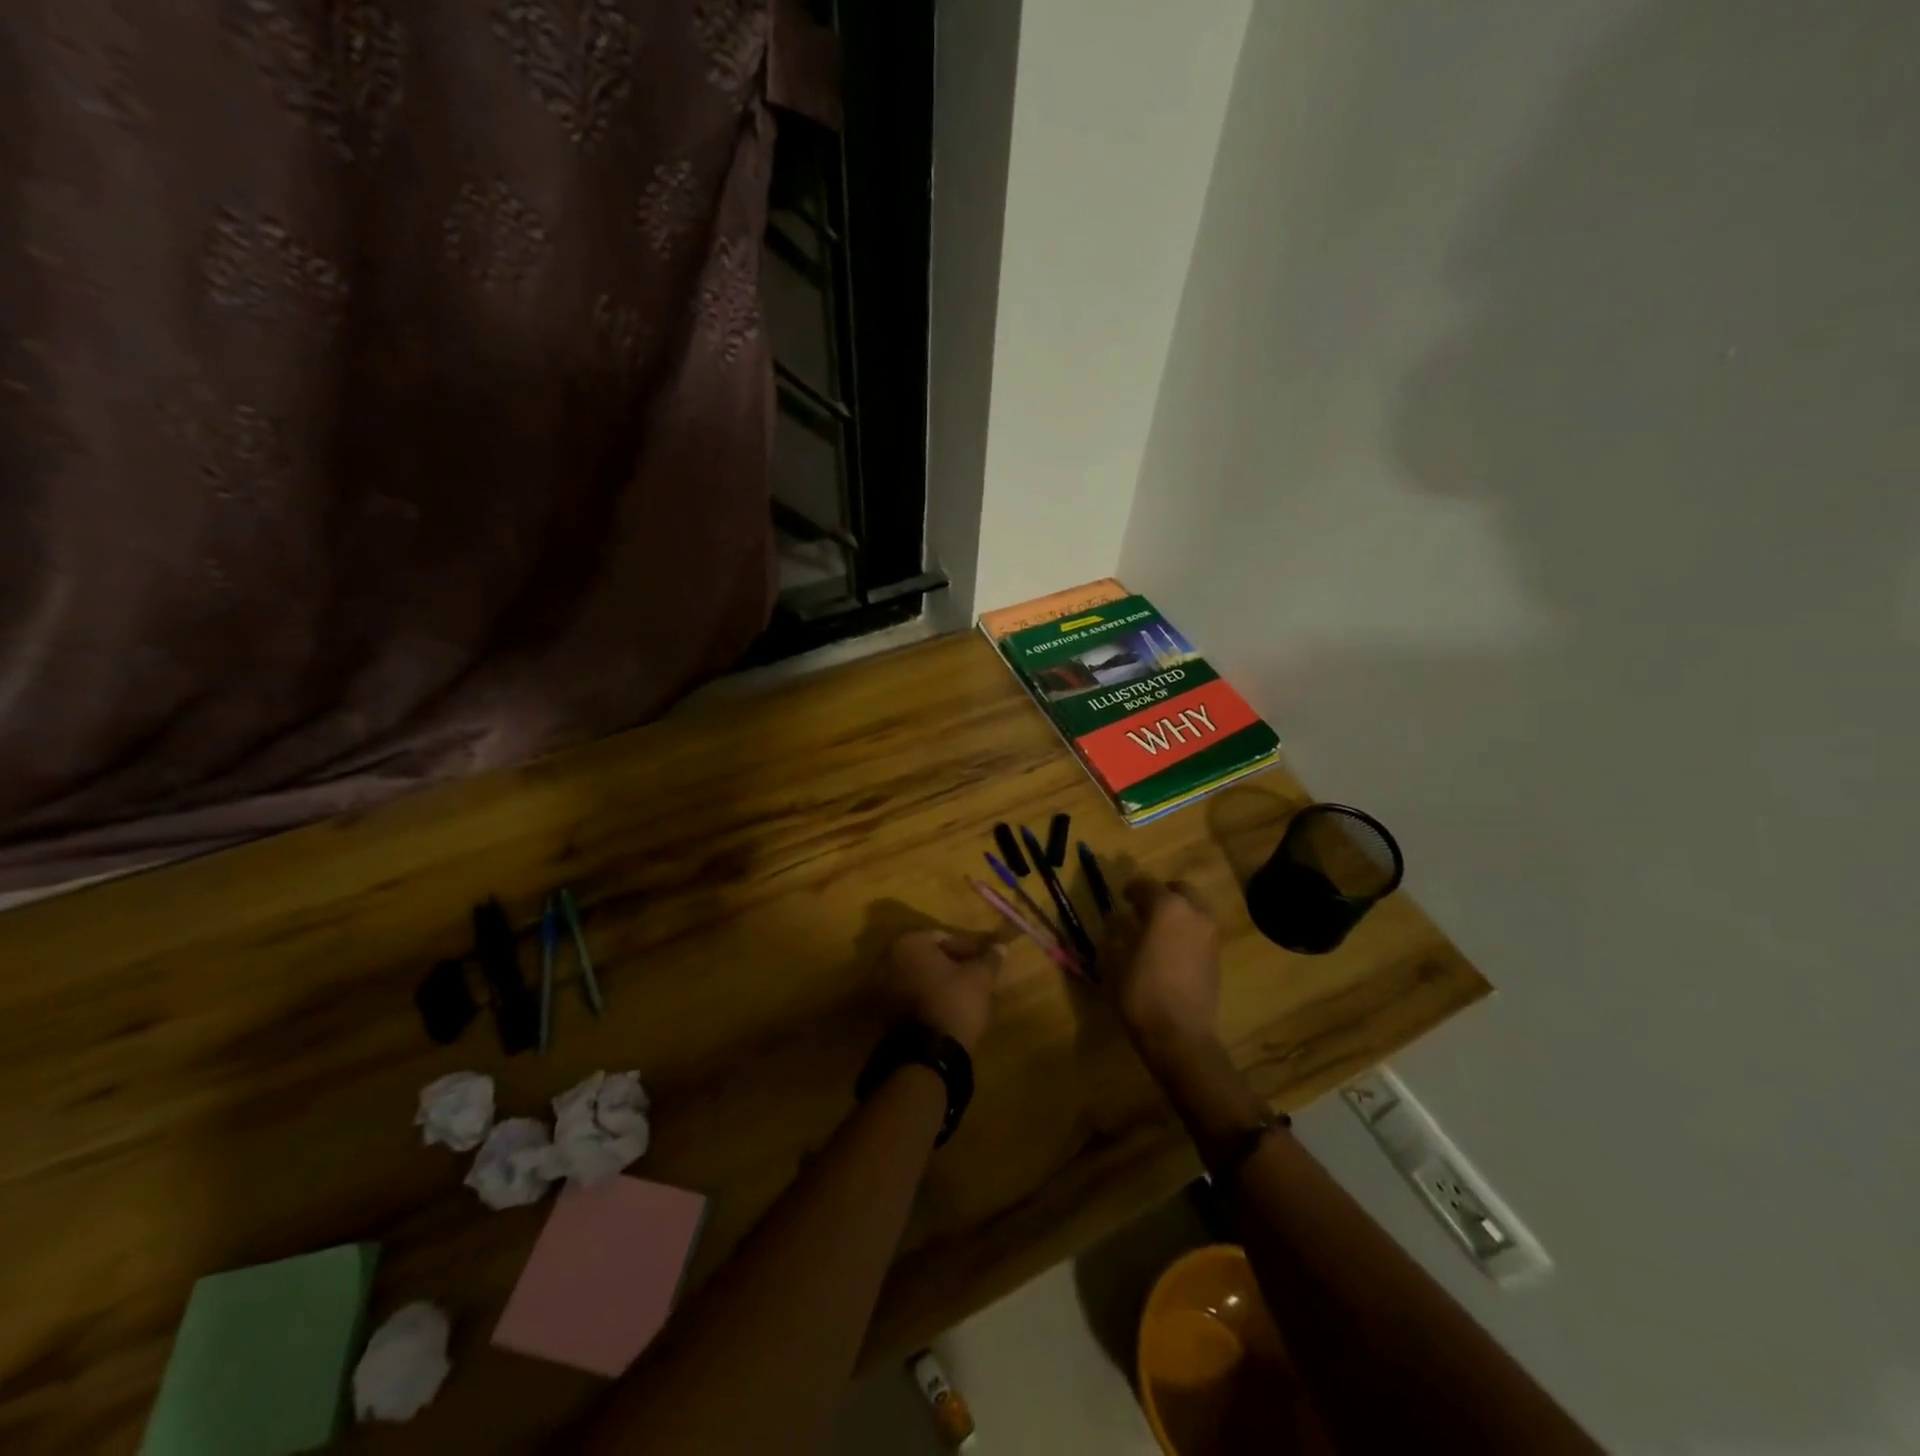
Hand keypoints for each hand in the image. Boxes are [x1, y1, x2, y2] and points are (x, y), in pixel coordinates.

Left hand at [882, 930, 1003, 1054]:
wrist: (927, 1055)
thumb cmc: (954, 1003)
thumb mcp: (980, 978)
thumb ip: (990, 958)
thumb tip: (1001, 944)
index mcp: (910, 943)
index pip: (945, 938)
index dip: (969, 948)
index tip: (986, 961)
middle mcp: (889, 958)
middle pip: (929, 957)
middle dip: (952, 965)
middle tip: (976, 976)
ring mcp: (881, 986)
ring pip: (919, 977)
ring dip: (939, 982)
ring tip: (964, 994)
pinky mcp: (882, 1011)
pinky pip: (910, 996)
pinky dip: (927, 998)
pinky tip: (946, 1009)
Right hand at [1102, 877, 1221, 1068]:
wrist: (1180, 1035)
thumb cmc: (1140, 991)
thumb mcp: (1114, 958)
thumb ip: (1115, 931)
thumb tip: (1117, 918)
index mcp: (1167, 906)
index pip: (1147, 884)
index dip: (1131, 888)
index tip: (1122, 897)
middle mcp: (1194, 913)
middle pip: (1179, 890)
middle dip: (1161, 894)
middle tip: (1142, 909)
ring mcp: (1210, 934)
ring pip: (1194, 909)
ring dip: (1177, 911)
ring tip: (1156, 929)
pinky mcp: (1217, 956)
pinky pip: (1200, 930)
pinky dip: (1186, 929)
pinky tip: (1169, 947)